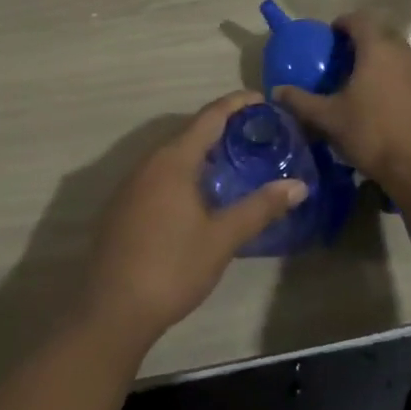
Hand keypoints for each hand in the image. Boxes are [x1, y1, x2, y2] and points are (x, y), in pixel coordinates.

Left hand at [79, 91, 308, 351]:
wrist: (111, 311)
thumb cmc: (171, 267)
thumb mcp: (222, 238)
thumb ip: (260, 208)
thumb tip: (298, 186)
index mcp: (174, 160)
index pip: (209, 117)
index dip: (236, 103)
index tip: (260, 98)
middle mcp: (149, 162)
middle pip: (190, 132)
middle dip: (221, 127)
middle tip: (254, 132)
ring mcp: (132, 184)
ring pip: (172, 154)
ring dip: (201, 151)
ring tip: (232, 160)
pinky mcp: (123, 206)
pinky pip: (159, 174)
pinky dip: (184, 171)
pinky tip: (198, 194)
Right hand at [273, 12, 410, 189]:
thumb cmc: (373, 135)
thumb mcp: (329, 120)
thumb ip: (301, 102)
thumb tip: (276, 91)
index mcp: (377, 49)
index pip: (359, 19)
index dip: (343, 23)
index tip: (331, 38)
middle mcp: (405, 53)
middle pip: (381, 36)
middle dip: (363, 44)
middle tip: (345, 64)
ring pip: (401, 58)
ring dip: (384, 65)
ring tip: (367, 88)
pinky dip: (402, 85)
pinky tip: (393, 110)